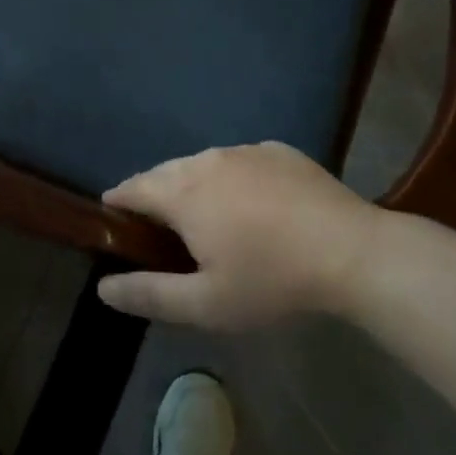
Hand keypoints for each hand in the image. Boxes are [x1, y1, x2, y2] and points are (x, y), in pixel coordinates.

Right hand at [96, 142, 386, 328]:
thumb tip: (103, 288)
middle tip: (162, 231)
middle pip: (165, 173)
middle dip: (154, 196)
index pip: (132, 188)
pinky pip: (240, 161)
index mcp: (182, 192)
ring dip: (194, 186)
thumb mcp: (207, 304)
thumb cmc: (272, 280)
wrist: (352, 252)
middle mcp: (205, 160)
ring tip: (208, 218)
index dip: (117, 204)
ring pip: (203, 164)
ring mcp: (244, 151)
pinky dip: (233, 179)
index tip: (115, 224)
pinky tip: (255, 207)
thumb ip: (150, 294)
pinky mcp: (277, 151)